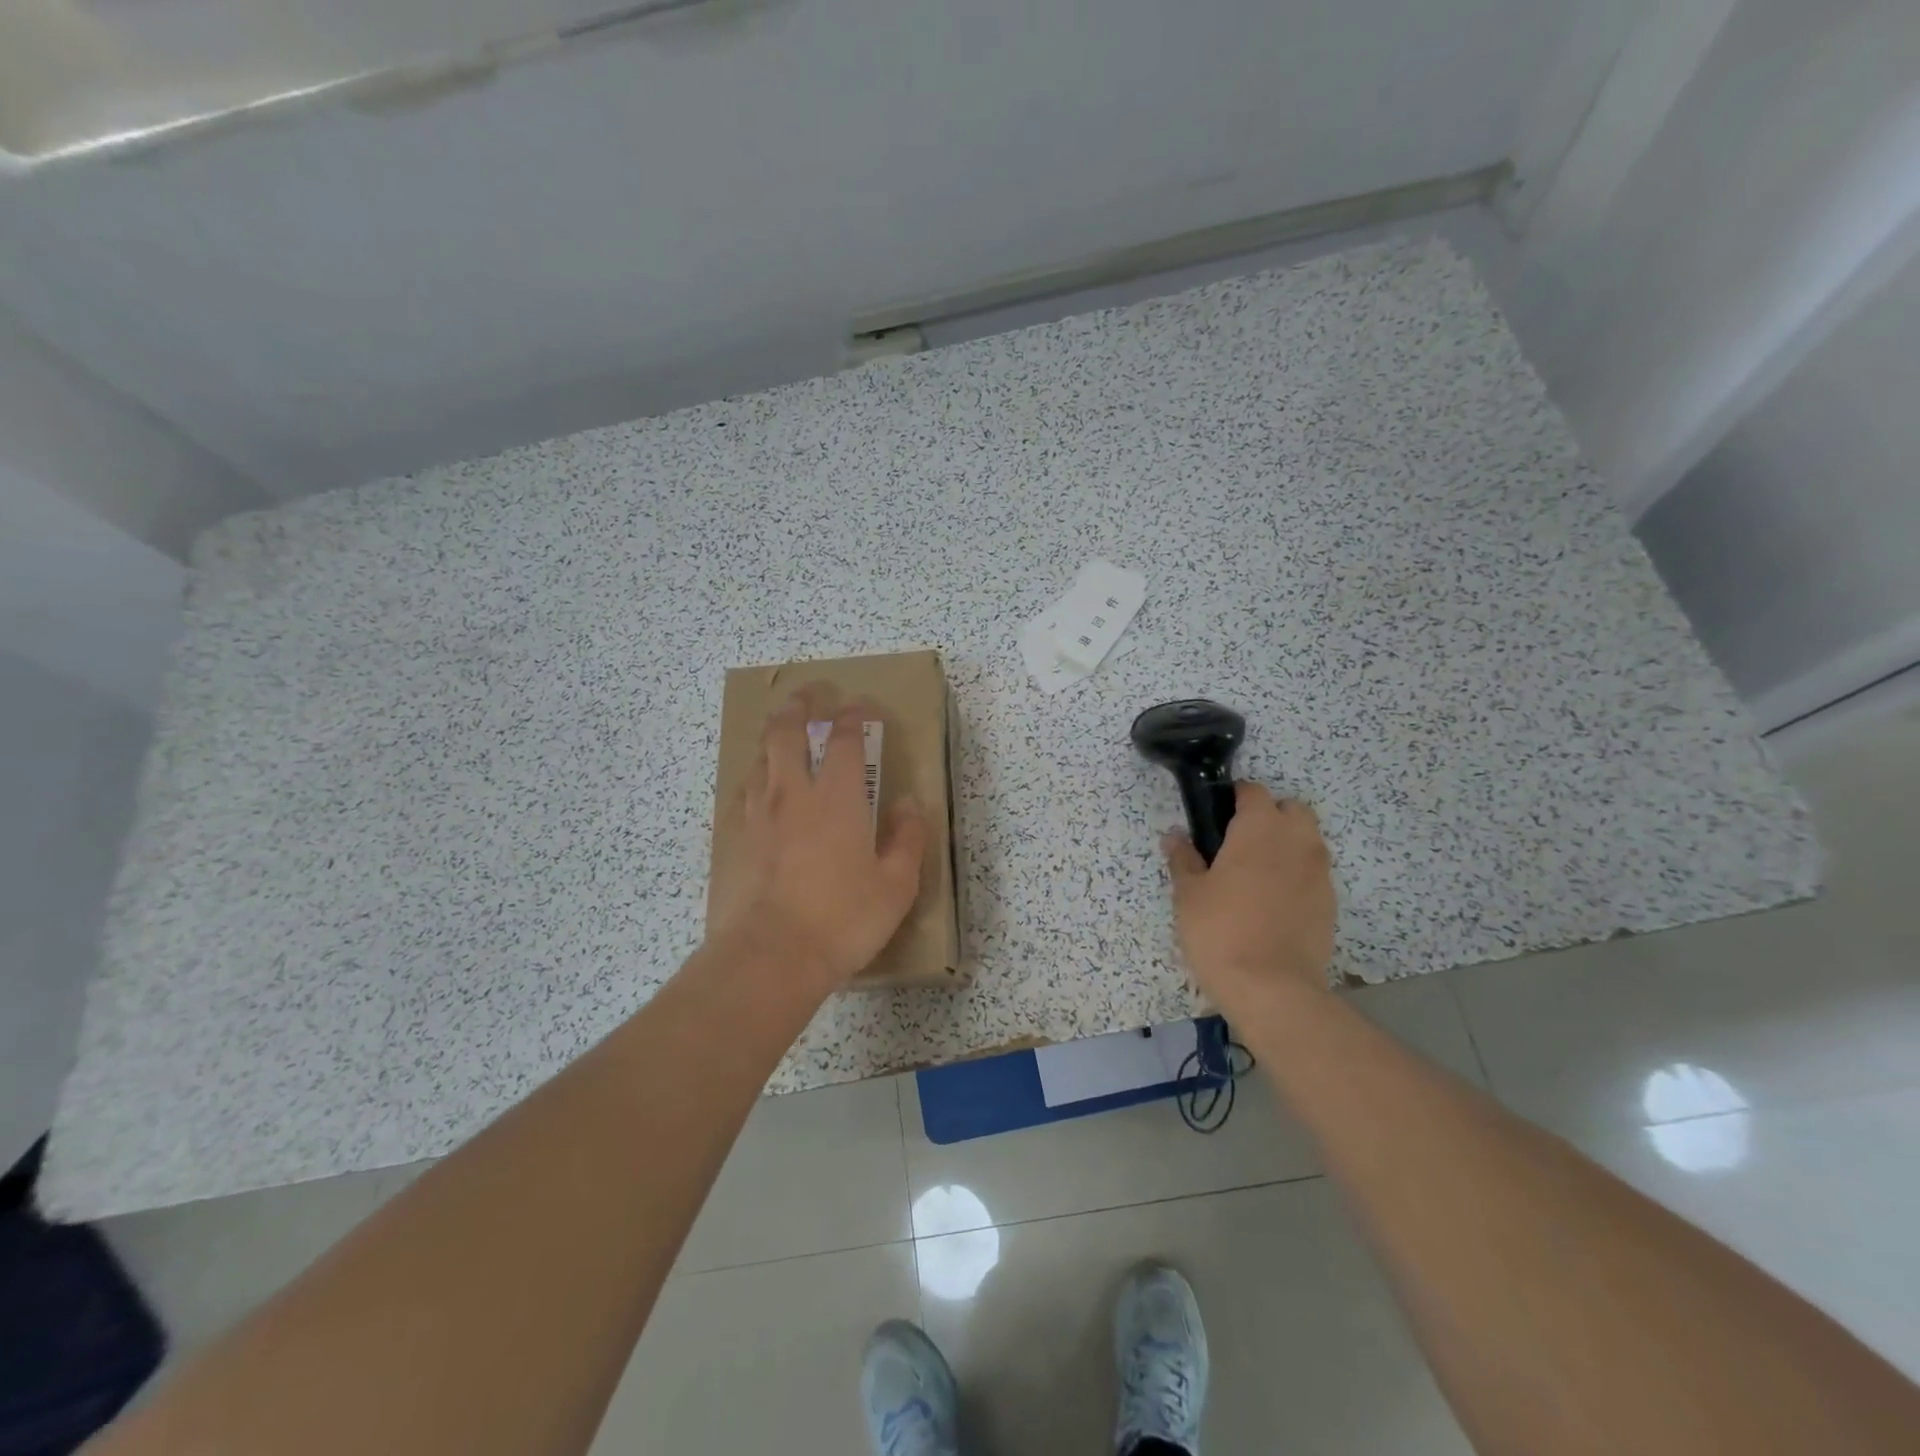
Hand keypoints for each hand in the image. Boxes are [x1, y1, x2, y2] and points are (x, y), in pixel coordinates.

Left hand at [711, 687, 926, 992]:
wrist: (770, 956)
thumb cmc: (842, 920)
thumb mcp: (896, 886)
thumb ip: (906, 839)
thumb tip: (907, 804)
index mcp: (836, 797)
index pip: (844, 738)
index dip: (854, 715)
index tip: (861, 706)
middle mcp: (793, 794)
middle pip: (786, 731)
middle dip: (800, 706)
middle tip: (811, 696)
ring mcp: (758, 814)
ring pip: (760, 757)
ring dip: (773, 736)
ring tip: (783, 734)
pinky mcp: (735, 839)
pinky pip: (743, 792)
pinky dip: (756, 776)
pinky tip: (759, 786)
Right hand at [1162, 782, 1335, 1009]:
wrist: (1273, 989)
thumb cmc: (1221, 930)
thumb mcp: (1189, 894)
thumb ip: (1183, 859)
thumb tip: (1176, 836)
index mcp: (1260, 828)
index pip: (1252, 792)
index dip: (1233, 799)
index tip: (1214, 819)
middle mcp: (1297, 840)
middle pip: (1290, 809)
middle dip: (1268, 816)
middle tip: (1237, 844)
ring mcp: (1319, 872)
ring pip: (1306, 840)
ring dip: (1285, 845)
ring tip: (1255, 875)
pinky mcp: (1330, 903)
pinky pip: (1313, 873)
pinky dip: (1296, 876)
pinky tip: (1272, 903)